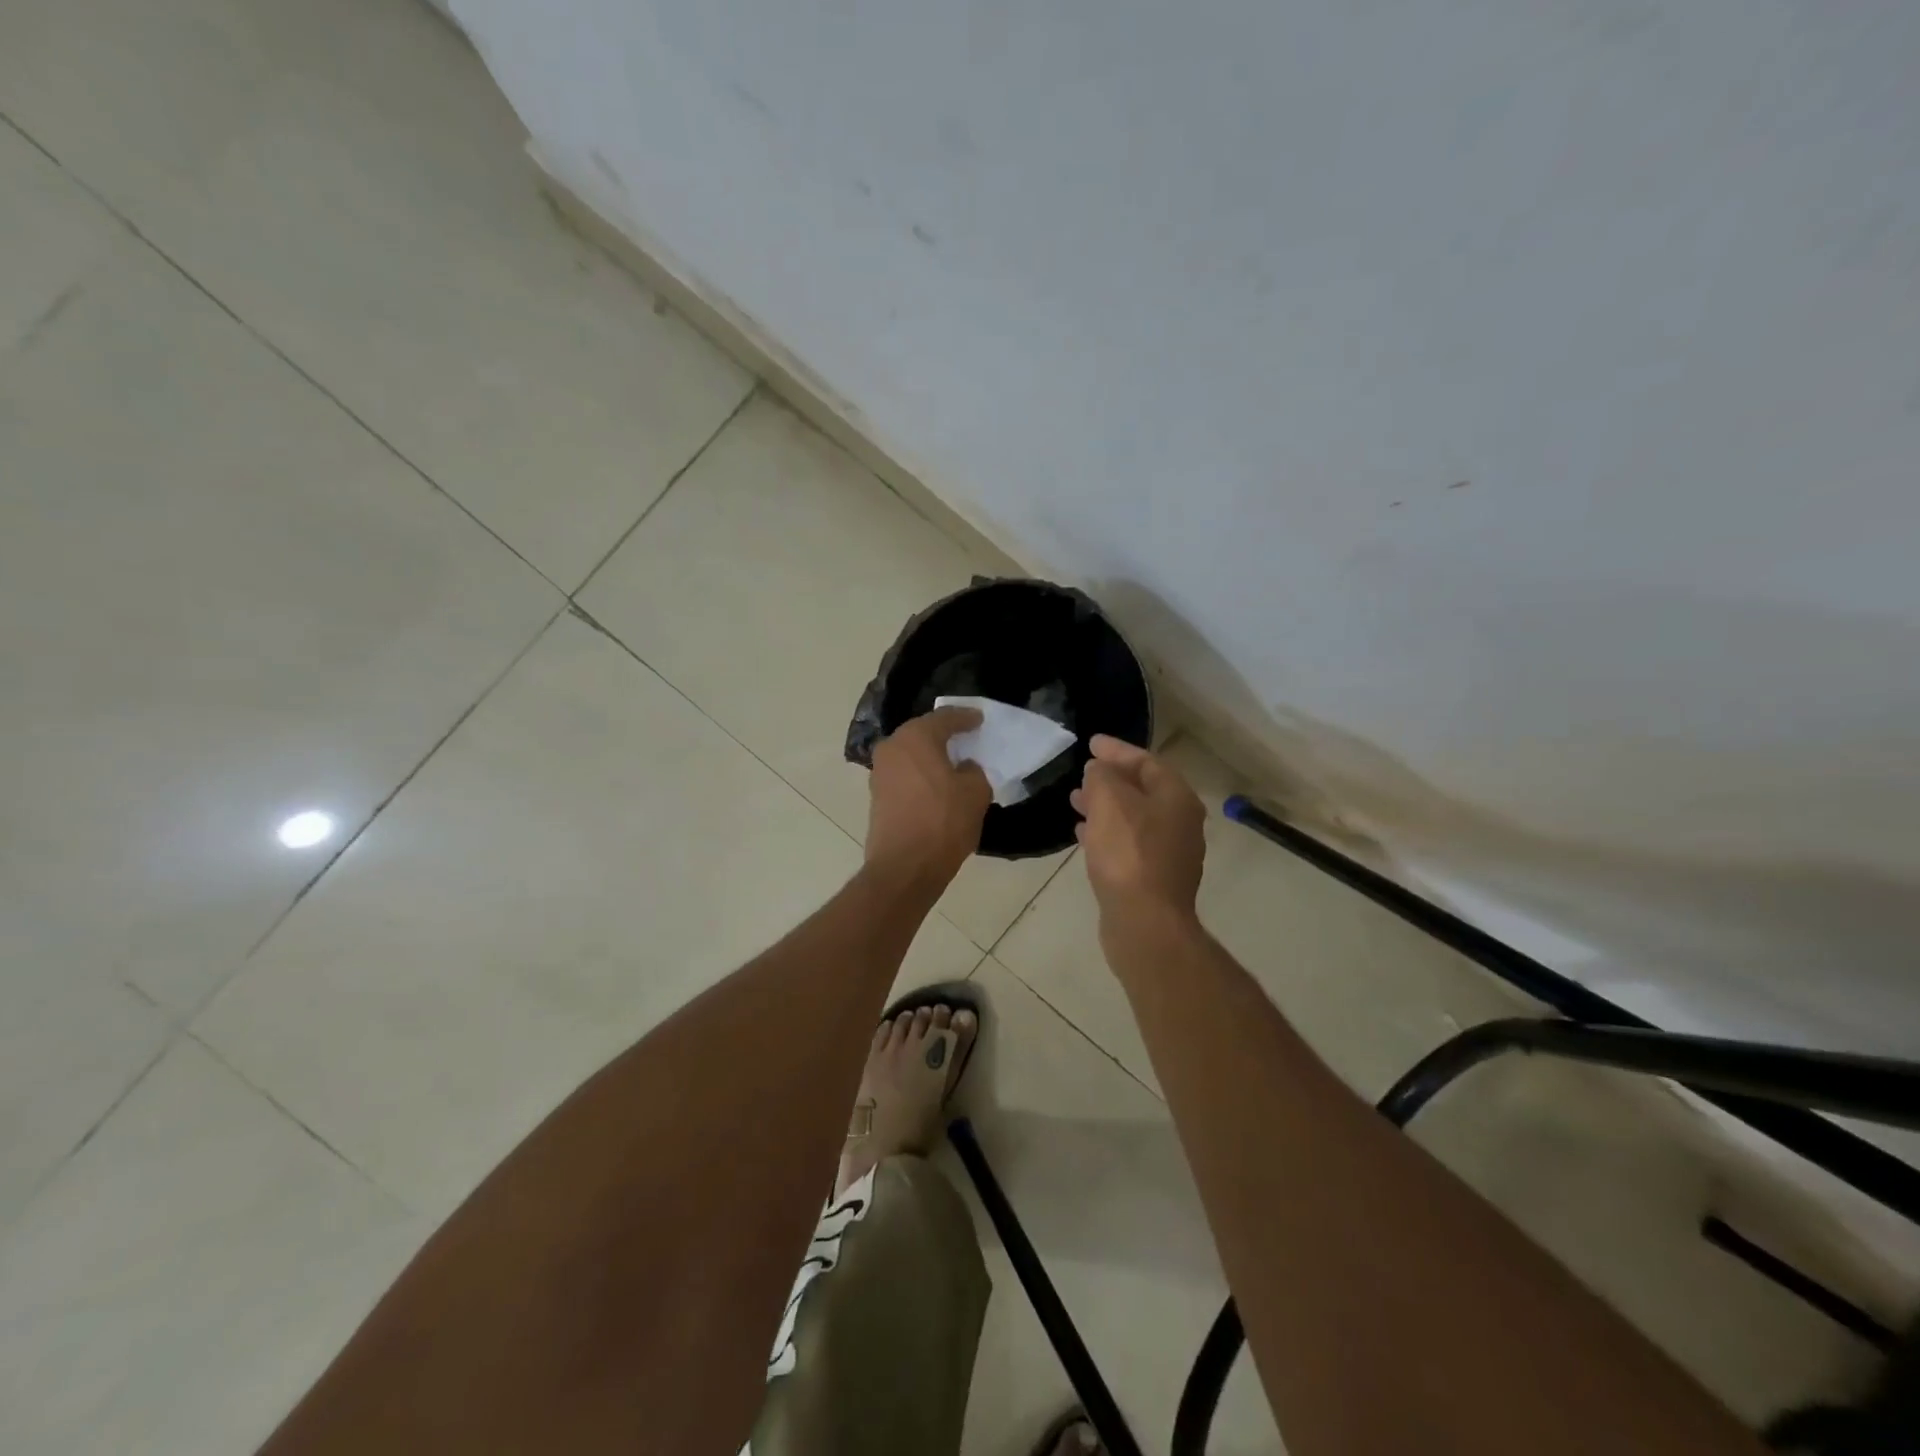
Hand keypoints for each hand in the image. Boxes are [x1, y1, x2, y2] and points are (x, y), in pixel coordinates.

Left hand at [865, 707, 991, 895]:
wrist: (905, 867)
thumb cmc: (943, 822)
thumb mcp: (975, 792)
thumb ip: (973, 771)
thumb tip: (963, 768)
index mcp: (916, 737)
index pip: (945, 717)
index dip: (965, 717)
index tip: (979, 719)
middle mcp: (892, 747)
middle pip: (922, 733)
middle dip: (944, 735)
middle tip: (966, 737)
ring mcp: (880, 773)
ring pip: (911, 755)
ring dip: (930, 757)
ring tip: (953, 763)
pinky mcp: (877, 796)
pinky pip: (905, 775)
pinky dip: (921, 775)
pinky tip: (937, 785)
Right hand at [1071, 735, 1206, 935]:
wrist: (1145, 922)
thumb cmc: (1129, 854)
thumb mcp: (1109, 801)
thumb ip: (1102, 776)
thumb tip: (1099, 770)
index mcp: (1177, 798)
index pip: (1147, 761)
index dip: (1117, 750)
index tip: (1091, 743)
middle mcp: (1180, 823)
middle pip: (1144, 790)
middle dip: (1111, 779)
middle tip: (1083, 773)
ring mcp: (1169, 854)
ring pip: (1134, 818)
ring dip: (1105, 807)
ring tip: (1075, 801)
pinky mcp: (1154, 879)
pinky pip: (1128, 844)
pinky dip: (1107, 833)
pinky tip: (1083, 836)